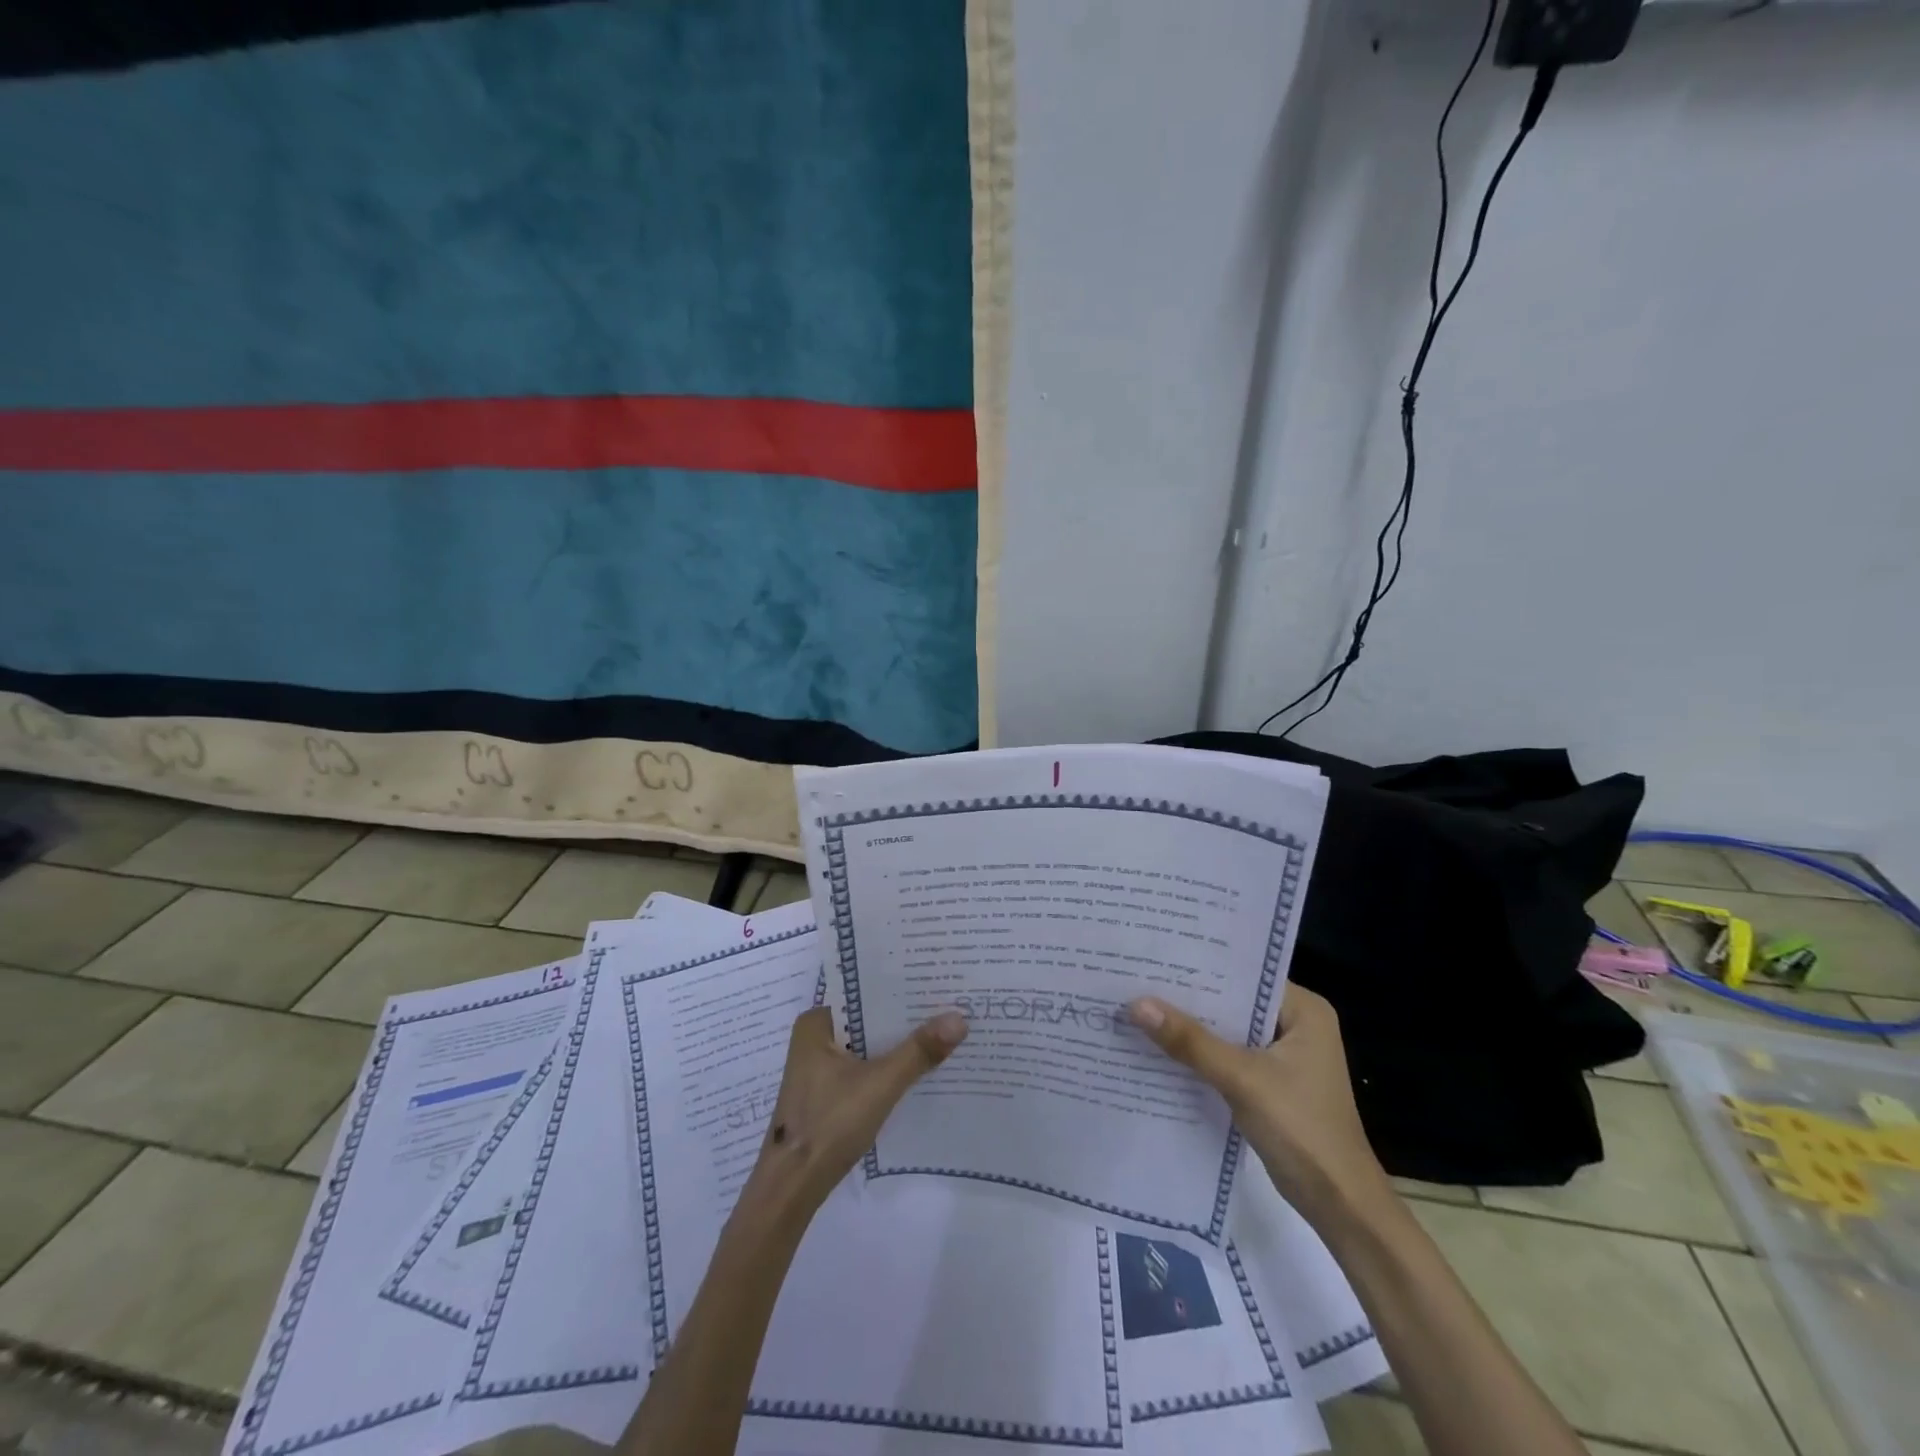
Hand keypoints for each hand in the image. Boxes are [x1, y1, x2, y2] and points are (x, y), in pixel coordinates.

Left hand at [748, 1006, 968, 1213]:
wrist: (792, 1188)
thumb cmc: (828, 1124)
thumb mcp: (880, 1084)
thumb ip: (919, 1051)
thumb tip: (960, 1017)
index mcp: (816, 1022)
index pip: (864, 991)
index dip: (900, 985)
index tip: (936, 977)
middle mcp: (815, 1037)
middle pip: (869, 1017)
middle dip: (904, 1014)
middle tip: (949, 1000)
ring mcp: (820, 1067)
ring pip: (868, 1043)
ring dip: (898, 1042)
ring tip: (942, 1027)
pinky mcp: (828, 1092)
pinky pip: (864, 1065)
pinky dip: (888, 1064)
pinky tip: (920, 1066)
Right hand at [1128, 984, 1388, 1222]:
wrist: (1339, 1206)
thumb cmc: (1301, 1129)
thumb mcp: (1241, 1079)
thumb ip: (1190, 1041)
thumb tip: (1136, 1004)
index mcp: (1304, 1010)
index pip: (1245, 974)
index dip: (1201, 966)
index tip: (1157, 956)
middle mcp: (1296, 1024)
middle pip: (1234, 1002)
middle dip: (1190, 997)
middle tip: (1138, 978)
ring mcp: (1284, 1055)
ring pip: (1228, 1030)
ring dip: (1192, 1027)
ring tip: (1141, 1007)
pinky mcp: (1271, 1082)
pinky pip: (1229, 1055)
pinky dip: (1201, 1054)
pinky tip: (1161, 1048)